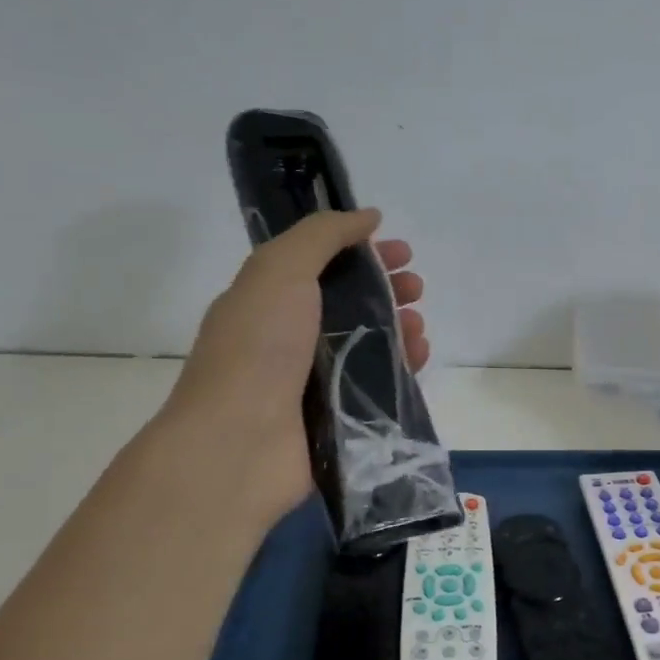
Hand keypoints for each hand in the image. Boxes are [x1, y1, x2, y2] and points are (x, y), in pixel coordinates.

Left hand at [158, 209, 429, 519]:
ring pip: (369, 342)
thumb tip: (367, 216)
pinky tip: (420, 354)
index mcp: (270, 299)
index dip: (362, 251)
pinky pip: (380, 382)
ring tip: (418, 323)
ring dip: (399, 325)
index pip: (323, 264)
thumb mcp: (280, 270)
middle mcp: (292, 337)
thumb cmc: (257, 348)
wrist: (239, 444)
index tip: (399, 250)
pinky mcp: (339, 415)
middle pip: (351, 303)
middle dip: (388, 287)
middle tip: (416, 286)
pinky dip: (403, 364)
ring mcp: (316, 379)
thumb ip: (322, 235)